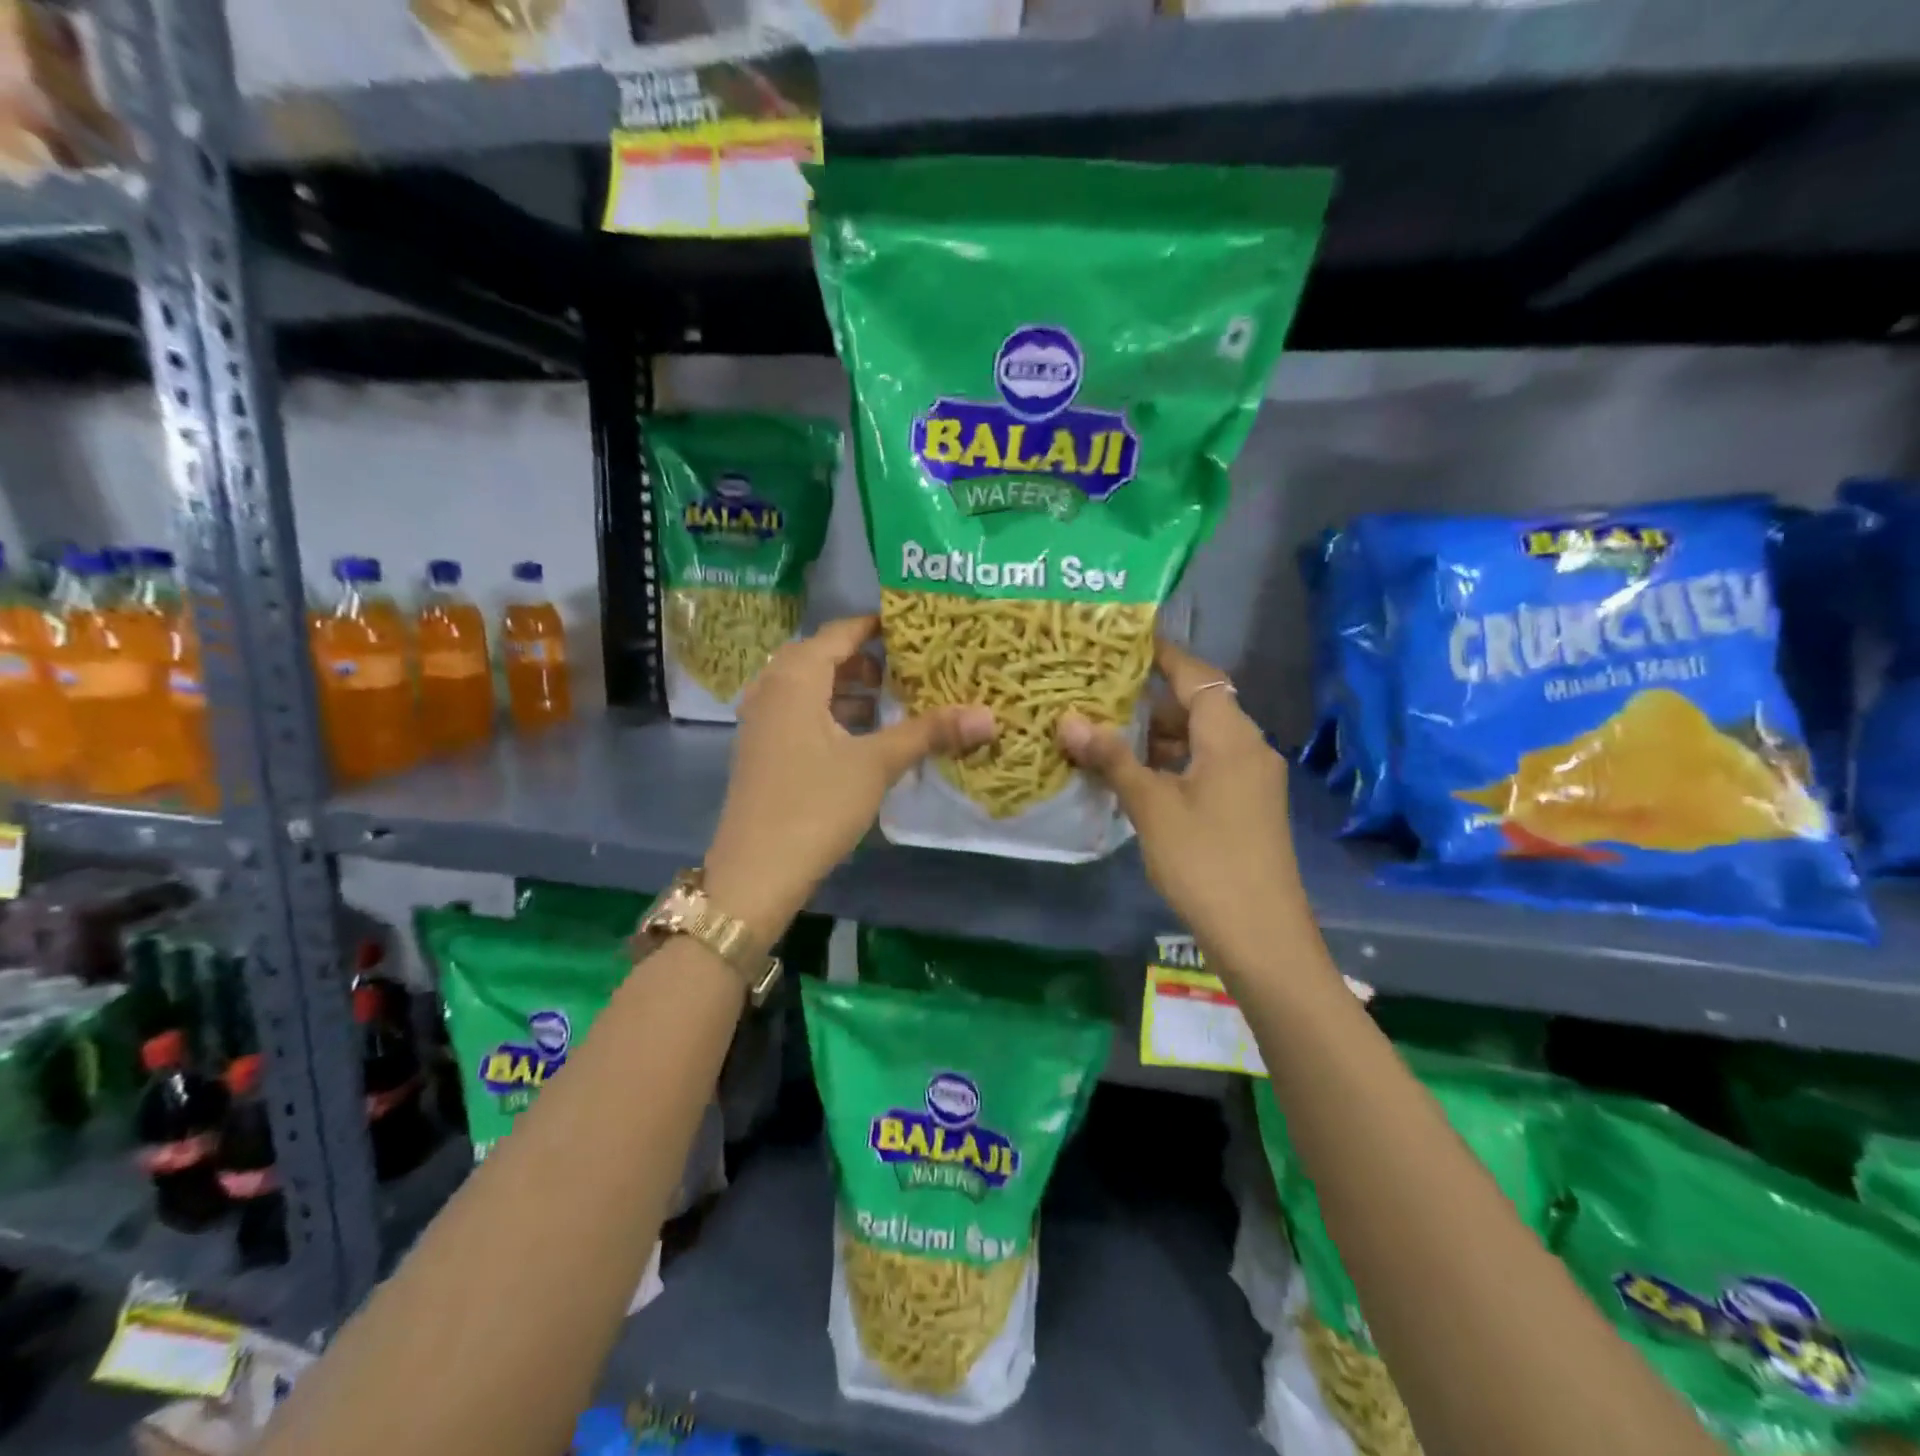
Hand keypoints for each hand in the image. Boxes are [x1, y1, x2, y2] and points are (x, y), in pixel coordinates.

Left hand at [704, 615, 993, 944]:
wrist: (755, 872)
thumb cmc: (815, 804)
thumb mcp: (876, 764)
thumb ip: (929, 733)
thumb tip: (989, 716)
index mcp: (795, 678)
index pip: (839, 633)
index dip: (876, 626)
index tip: (915, 626)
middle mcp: (772, 689)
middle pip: (822, 657)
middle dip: (865, 660)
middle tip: (909, 666)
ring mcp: (761, 721)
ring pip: (809, 687)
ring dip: (848, 688)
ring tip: (892, 699)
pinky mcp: (762, 750)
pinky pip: (800, 713)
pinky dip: (831, 712)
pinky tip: (861, 735)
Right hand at [1057, 641, 1306, 978]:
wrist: (1261, 935)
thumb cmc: (1205, 861)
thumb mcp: (1152, 807)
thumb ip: (1112, 760)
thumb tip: (1068, 722)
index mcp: (1232, 737)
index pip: (1197, 675)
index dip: (1163, 655)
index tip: (1124, 641)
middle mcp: (1248, 748)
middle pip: (1197, 706)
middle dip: (1147, 701)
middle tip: (1097, 694)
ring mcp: (1249, 780)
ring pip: (1198, 740)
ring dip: (1155, 736)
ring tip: (1104, 734)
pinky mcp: (1245, 807)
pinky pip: (1204, 767)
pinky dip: (1170, 764)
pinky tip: (1132, 777)